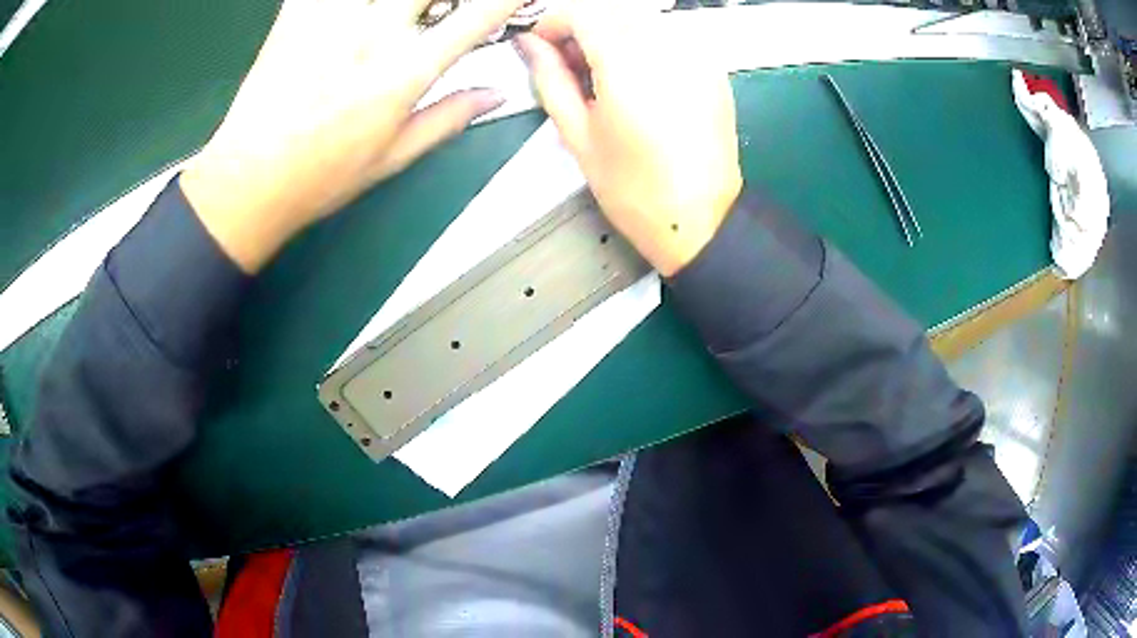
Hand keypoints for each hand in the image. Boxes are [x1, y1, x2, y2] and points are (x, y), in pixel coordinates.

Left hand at [182, 0, 525, 272]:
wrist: (246, 182)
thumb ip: (450, 118)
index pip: (475, 17)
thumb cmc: (320, 178)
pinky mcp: (295, 13)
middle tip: (434, 11)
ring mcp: (331, 17)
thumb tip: (497, 95)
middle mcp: (374, 32)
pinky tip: (352, 12)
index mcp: (405, 72)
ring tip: (391, 14)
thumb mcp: (393, 158)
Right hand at [516, 1, 741, 276]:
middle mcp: (666, 48)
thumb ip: (550, 79)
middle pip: (614, 11)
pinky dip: (644, 44)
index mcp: (627, 64)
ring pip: (643, 20)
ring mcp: (696, 55)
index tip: (542, 43)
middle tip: (568, 62)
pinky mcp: (713, 68)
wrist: (700, 218)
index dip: (555, 22)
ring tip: (601, 72)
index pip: (583, 13)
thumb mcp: (578, 134)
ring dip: (614, 32)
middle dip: (584, 26)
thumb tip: (530, 46)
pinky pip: (670, 36)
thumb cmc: (633, 188)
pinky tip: (637, 77)